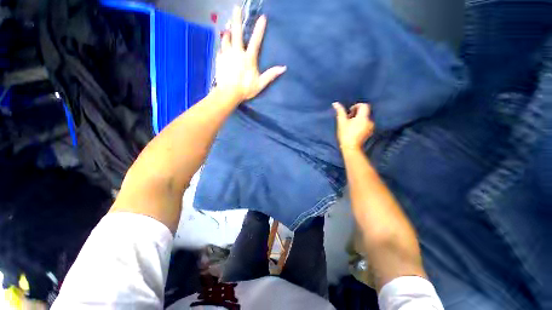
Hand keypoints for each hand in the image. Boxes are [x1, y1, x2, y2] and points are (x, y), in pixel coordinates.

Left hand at [215, 7, 285, 102]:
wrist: (228, 93)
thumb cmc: (245, 89)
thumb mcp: (260, 84)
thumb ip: (271, 75)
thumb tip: (283, 68)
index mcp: (248, 58)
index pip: (256, 41)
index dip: (259, 29)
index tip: (263, 17)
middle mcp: (237, 53)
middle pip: (237, 33)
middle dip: (237, 19)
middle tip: (237, 8)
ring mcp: (226, 55)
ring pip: (226, 39)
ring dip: (228, 33)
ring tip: (227, 29)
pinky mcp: (219, 59)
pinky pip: (220, 49)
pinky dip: (222, 47)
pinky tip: (222, 47)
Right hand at [333, 102, 374, 150]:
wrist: (351, 148)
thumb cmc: (346, 134)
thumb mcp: (341, 122)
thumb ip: (340, 111)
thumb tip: (335, 103)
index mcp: (363, 117)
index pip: (364, 105)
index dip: (356, 106)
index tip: (349, 112)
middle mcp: (369, 120)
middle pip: (365, 112)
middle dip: (356, 113)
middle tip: (348, 119)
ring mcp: (370, 127)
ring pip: (365, 118)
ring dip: (358, 119)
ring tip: (350, 125)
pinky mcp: (369, 132)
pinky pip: (366, 124)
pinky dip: (360, 124)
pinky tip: (354, 129)